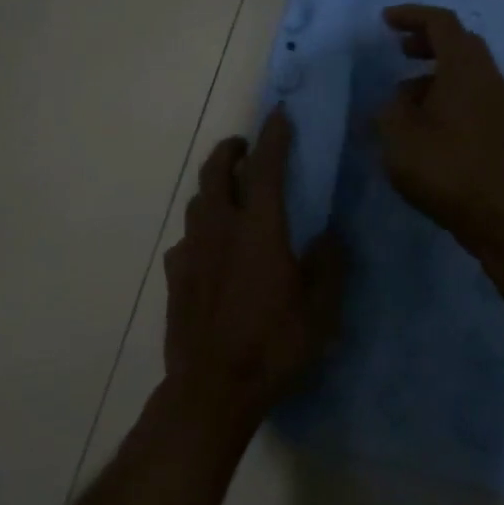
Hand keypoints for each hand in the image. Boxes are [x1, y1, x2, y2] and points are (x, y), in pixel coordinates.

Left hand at [162, 107, 346, 425]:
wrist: (212, 389)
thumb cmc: (273, 346)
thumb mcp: (320, 310)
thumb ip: (328, 265)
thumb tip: (328, 235)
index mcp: (259, 229)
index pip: (266, 167)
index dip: (274, 136)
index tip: (280, 115)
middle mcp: (220, 229)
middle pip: (216, 172)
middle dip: (231, 150)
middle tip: (246, 146)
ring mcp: (191, 251)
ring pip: (197, 201)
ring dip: (214, 186)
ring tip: (231, 192)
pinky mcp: (175, 276)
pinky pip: (187, 238)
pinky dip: (201, 228)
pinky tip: (211, 247)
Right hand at [376, 4, 503, 252]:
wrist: (495, 213)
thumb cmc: (443, 166)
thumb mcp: (398, 134)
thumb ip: (391, 108)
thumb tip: (400, 102)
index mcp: (465, 67)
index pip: (441, 23)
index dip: (412, 16)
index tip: (385, 21)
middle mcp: (488, 77)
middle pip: (460, 42)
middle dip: (428, 41)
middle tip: (400, 50)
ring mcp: (498, 103)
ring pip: (466, 71)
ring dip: (435, 72)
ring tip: (403, 96)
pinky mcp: (500, 128)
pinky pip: (471, 94)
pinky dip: (446, 93)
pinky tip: (424, 122)